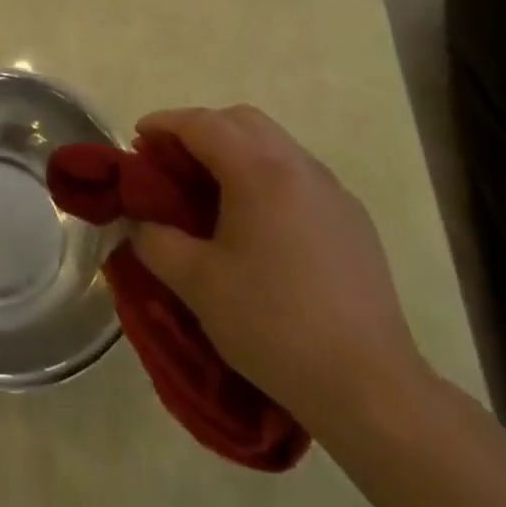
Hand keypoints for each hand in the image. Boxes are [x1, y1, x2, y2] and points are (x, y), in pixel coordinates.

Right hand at [129, 106, 426, 433]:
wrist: (368, 386)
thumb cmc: (273, 325)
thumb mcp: (197, 284)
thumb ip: (154, 241)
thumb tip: (138, 223)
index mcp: (259, 170)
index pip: (202, 124)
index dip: (163, 125)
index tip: (137, 141)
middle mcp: (299, 165)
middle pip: (242, 120)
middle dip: (201, 129)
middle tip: (171, 162)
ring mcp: (332, 190)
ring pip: (275, 144)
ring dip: (236, 150)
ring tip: (210, 191)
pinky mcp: (353, 218)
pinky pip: (299, 175)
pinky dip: (267, 175)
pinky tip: (258, 222)